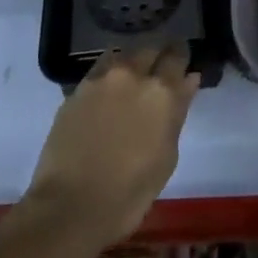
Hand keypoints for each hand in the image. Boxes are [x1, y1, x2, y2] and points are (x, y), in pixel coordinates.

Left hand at [27, 45, 200, 249]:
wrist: (69, 207)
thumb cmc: (128, 194)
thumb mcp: (166, 158)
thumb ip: (178, 113)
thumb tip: (188, 81)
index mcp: (162, 92)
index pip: (177, 57)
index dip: (181, 58)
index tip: (182, 64)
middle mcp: (134, 74)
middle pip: (150, 50)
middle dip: (157, 58)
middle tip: (156, 75)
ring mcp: (103, 78)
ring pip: (124, 55)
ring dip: (132, 64)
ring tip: (130, 82)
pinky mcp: (79, 88)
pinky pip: (100, 69)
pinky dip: (109, 75)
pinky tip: (107, 93)